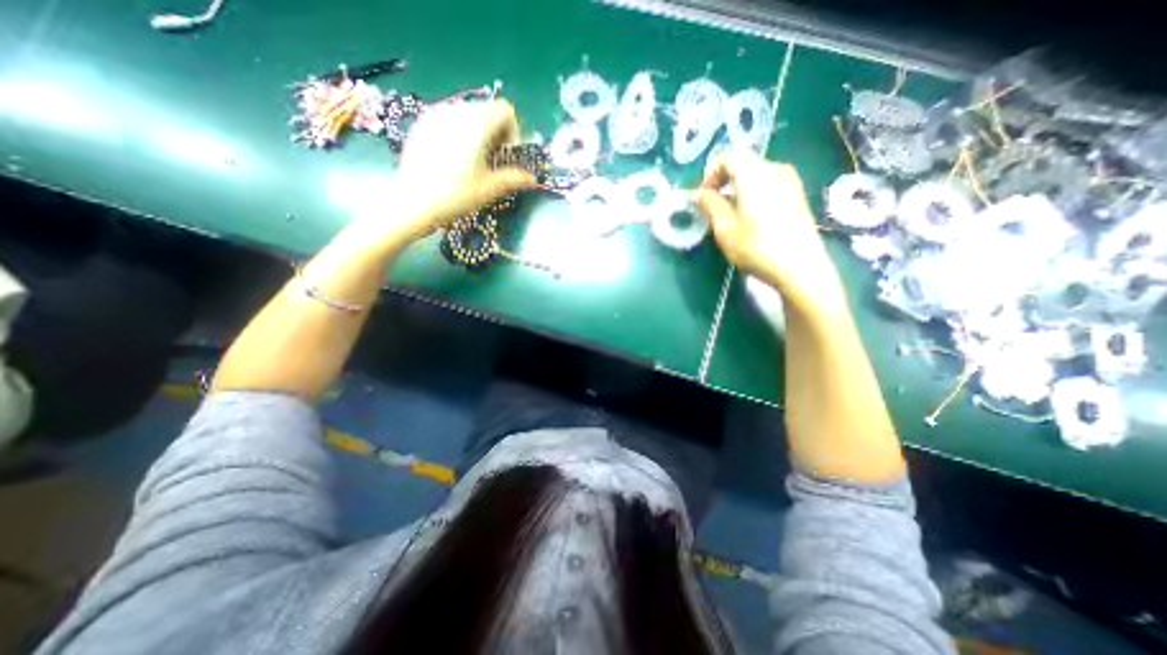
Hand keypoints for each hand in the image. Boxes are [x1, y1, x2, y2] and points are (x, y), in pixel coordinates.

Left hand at [361, 97, 536, 247]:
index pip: (505, 110)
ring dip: (478, 132)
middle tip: (491, 160)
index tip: (506, 155)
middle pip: (486, 110)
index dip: (512, 131)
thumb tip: (531, 178)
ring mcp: (435, 115)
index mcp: (476, 124)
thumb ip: (513, 179)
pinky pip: (449, 118)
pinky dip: (459, 132)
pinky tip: (452, 157)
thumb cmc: (455, 196)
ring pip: (468, 114)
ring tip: (472, 159)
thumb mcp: (489, 189)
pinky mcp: (422, 123)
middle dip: (496, 132)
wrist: (412, 203)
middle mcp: (456, 111)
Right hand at [691, 146, 849, 314]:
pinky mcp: (798, 195)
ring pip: (756, 174)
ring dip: (738, 188)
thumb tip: (698, 193)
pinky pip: (769, 184)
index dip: (711, 173)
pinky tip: (751, 218)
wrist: (801, 267)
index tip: (703, 196)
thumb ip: (710, 205)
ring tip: (731, 214)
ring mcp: (791, 181)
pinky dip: (753, 193)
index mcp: (755, 173)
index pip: (728, 155)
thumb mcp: (725, 229)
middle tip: (713, 206)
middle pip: (743, 163)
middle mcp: (775, 169)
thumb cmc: (757, 247)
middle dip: (723, 181)